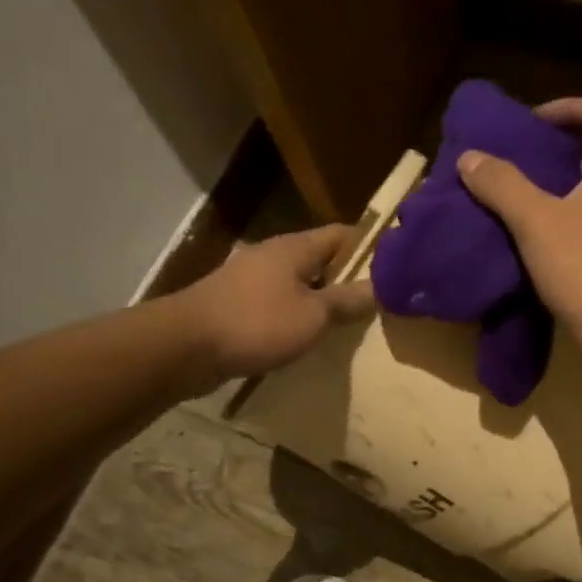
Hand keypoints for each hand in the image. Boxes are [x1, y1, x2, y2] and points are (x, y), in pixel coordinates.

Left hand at [179, 224, 374, 381]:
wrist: (186, 346)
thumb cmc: (257, 324)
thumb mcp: (313, 316)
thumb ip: (346, 301)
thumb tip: (379, 287)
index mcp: (295, 248)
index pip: (342, 234)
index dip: (370, 247)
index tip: (395, 266)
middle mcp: (273, 255)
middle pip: (319, 259)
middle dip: (346, 277)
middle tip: (377, 300)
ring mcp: (251, 279)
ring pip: (298, 283)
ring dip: (320, 298)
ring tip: (347, 322)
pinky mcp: (236, 304)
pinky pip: (277, 303)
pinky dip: (296, 315)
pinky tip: (307, 336)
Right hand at [459, 97, 581, 339]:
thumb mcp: (534, 220)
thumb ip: (502, 184)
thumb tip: (470, 157)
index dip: (570, 108)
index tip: (533, 121)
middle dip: (562, 150)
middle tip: (523, 161)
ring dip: (566, 188)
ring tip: (526, 201)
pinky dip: (574, 219)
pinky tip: (544, 242)